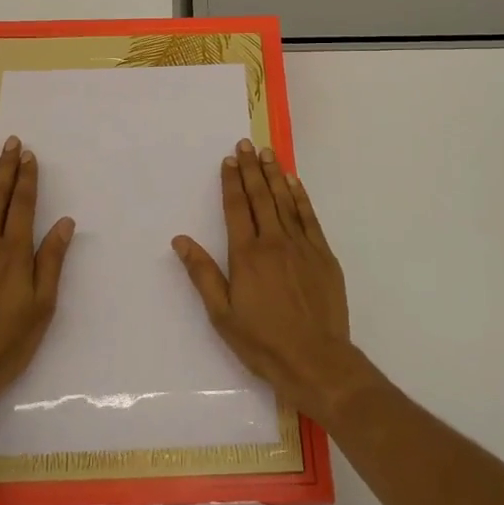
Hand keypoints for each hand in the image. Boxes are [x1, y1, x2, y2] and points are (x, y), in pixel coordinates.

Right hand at [173, 140, 374, 423]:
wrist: (316, 360)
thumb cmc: (263, 341)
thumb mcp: (222, 314)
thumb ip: (202, 273)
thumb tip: (180, 240)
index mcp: (246, 255)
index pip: (236, 208)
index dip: (231, 182)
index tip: (229, 160)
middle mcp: (274, 241)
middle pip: (260, 197)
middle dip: (251, 169)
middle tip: (246, 144)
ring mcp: (301, 245)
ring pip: (285, 201)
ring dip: (275, 175)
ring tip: (267, 153)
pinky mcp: (323, 255)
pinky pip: (309, 217)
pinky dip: (300, 197)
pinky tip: (294, 182)